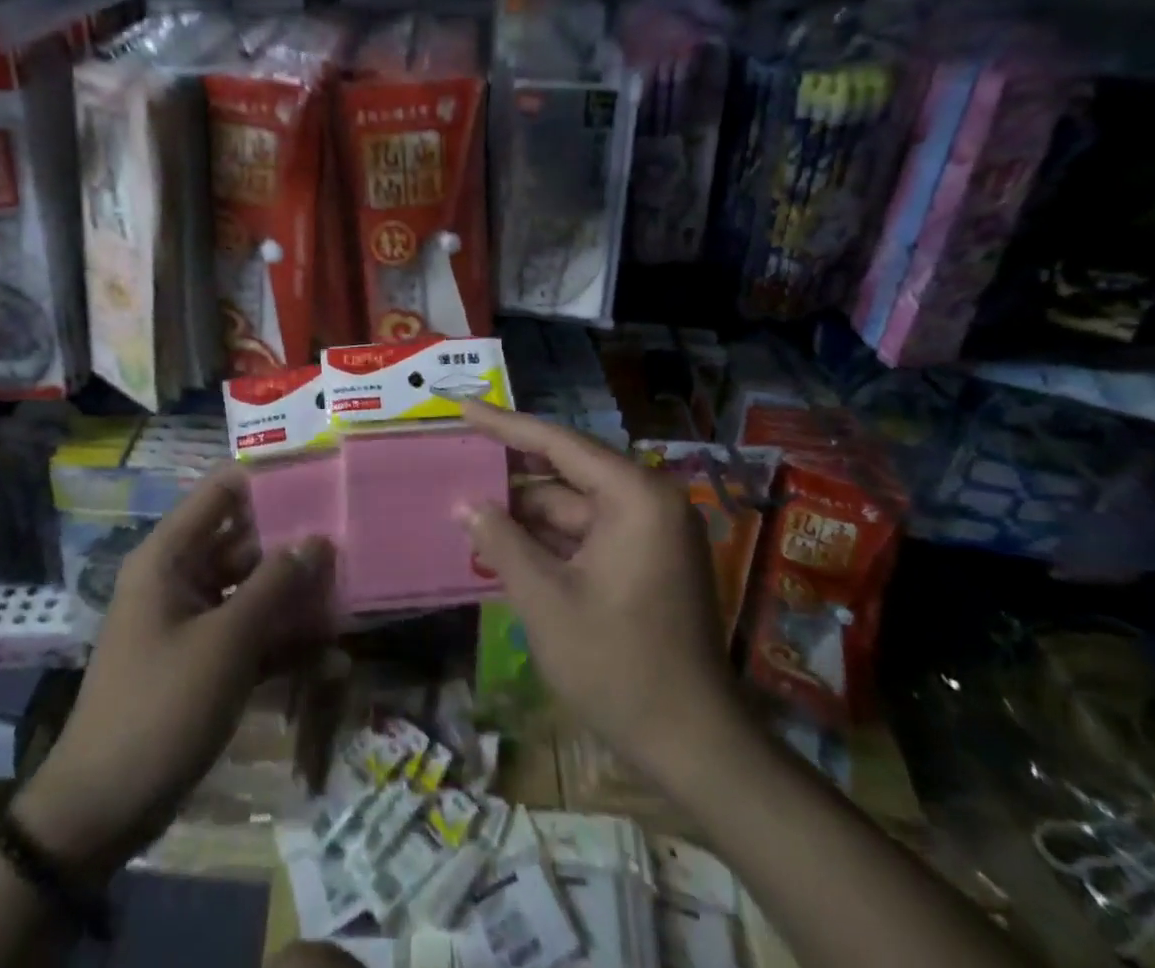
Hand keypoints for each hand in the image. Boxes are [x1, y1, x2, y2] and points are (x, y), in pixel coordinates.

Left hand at [18, 468, 332, 879]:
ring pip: (253, 588)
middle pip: (245, 540)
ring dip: (295, 594)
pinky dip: (283, 639)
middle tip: (351, 539)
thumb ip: (275, 585)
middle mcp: (181, 576)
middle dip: (295, 542)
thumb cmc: (161, 707)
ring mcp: (193, 619)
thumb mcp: (225, 642)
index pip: (222, 491)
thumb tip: (319, 539)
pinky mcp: (205, 659)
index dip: (269, 480)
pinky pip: (250, 632)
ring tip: (350, 593)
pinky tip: (331, 653)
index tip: (321, 478)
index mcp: (170, 555)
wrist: (103, 810)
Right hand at [458, 401, 746, 775]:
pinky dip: (547, 537)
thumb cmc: (618, 666)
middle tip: (459, 455)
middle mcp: (648, 501)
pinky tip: (503, 539)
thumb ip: (502, 542)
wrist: (695, 747)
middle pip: (566, 470)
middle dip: (511, 470)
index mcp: (634, 496)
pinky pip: (586, 532)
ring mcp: (650, 532)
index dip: (504, 424)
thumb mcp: (545, 600)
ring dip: (524, 510)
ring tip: (468, 502)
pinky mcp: (646, 560)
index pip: (558, 443)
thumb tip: (465, 505)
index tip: (463, 407)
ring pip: (573, 504)